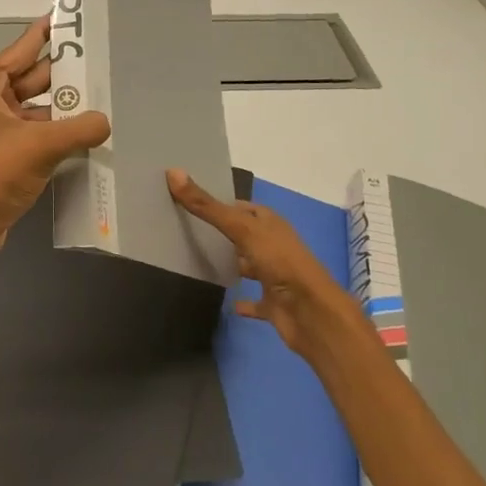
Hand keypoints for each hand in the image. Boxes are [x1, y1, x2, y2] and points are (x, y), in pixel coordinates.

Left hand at [0, 17, 111, 264]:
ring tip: (106, 93)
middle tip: (104, 57)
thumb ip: (79, 128)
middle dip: (67, 71)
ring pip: (38, 106)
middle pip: (34, 77)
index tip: (71, 15)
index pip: (23, 48)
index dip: (48, 32)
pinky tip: (89, 130)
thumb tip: (107, 121)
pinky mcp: (5, 152)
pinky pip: (37, 131)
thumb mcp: (40, 146)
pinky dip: (60, 130)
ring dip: (66, 105)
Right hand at [167, 169, 356, 359]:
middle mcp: (274, 246)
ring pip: (250, 265)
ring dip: (234, 264)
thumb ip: (207, 206)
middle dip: (224, 233)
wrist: (311, 313)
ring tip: (200, 261)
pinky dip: (244, 303)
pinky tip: (228, 303)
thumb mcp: (241, 228)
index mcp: (270, 224)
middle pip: (246, 235)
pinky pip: (255, 301)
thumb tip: (173, 172)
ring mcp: (276, 276)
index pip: (243, 208)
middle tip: (189, 229)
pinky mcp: (274, 304)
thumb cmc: (279, 262)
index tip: (192, 202)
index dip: (221, 203)